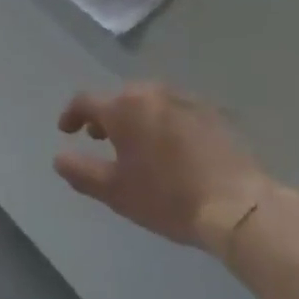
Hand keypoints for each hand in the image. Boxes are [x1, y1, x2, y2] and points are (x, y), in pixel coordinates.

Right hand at [54, 83, 270, 252]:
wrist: (239, 206)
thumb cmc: (169, 198)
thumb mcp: (117, 192)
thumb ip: (82, 172)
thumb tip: (59, 158)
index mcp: (123, 107)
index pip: (85, 101)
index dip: (72, 115)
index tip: (67, 130)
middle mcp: (150, 92)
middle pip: (119, 99)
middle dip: (107, 117)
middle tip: (103, 139)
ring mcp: (184, 99)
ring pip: (149, 102)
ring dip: (137, 118)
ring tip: (139, 143)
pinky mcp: (212, 112)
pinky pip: (177, 111)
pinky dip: (166, 123)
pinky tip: (174, 148)